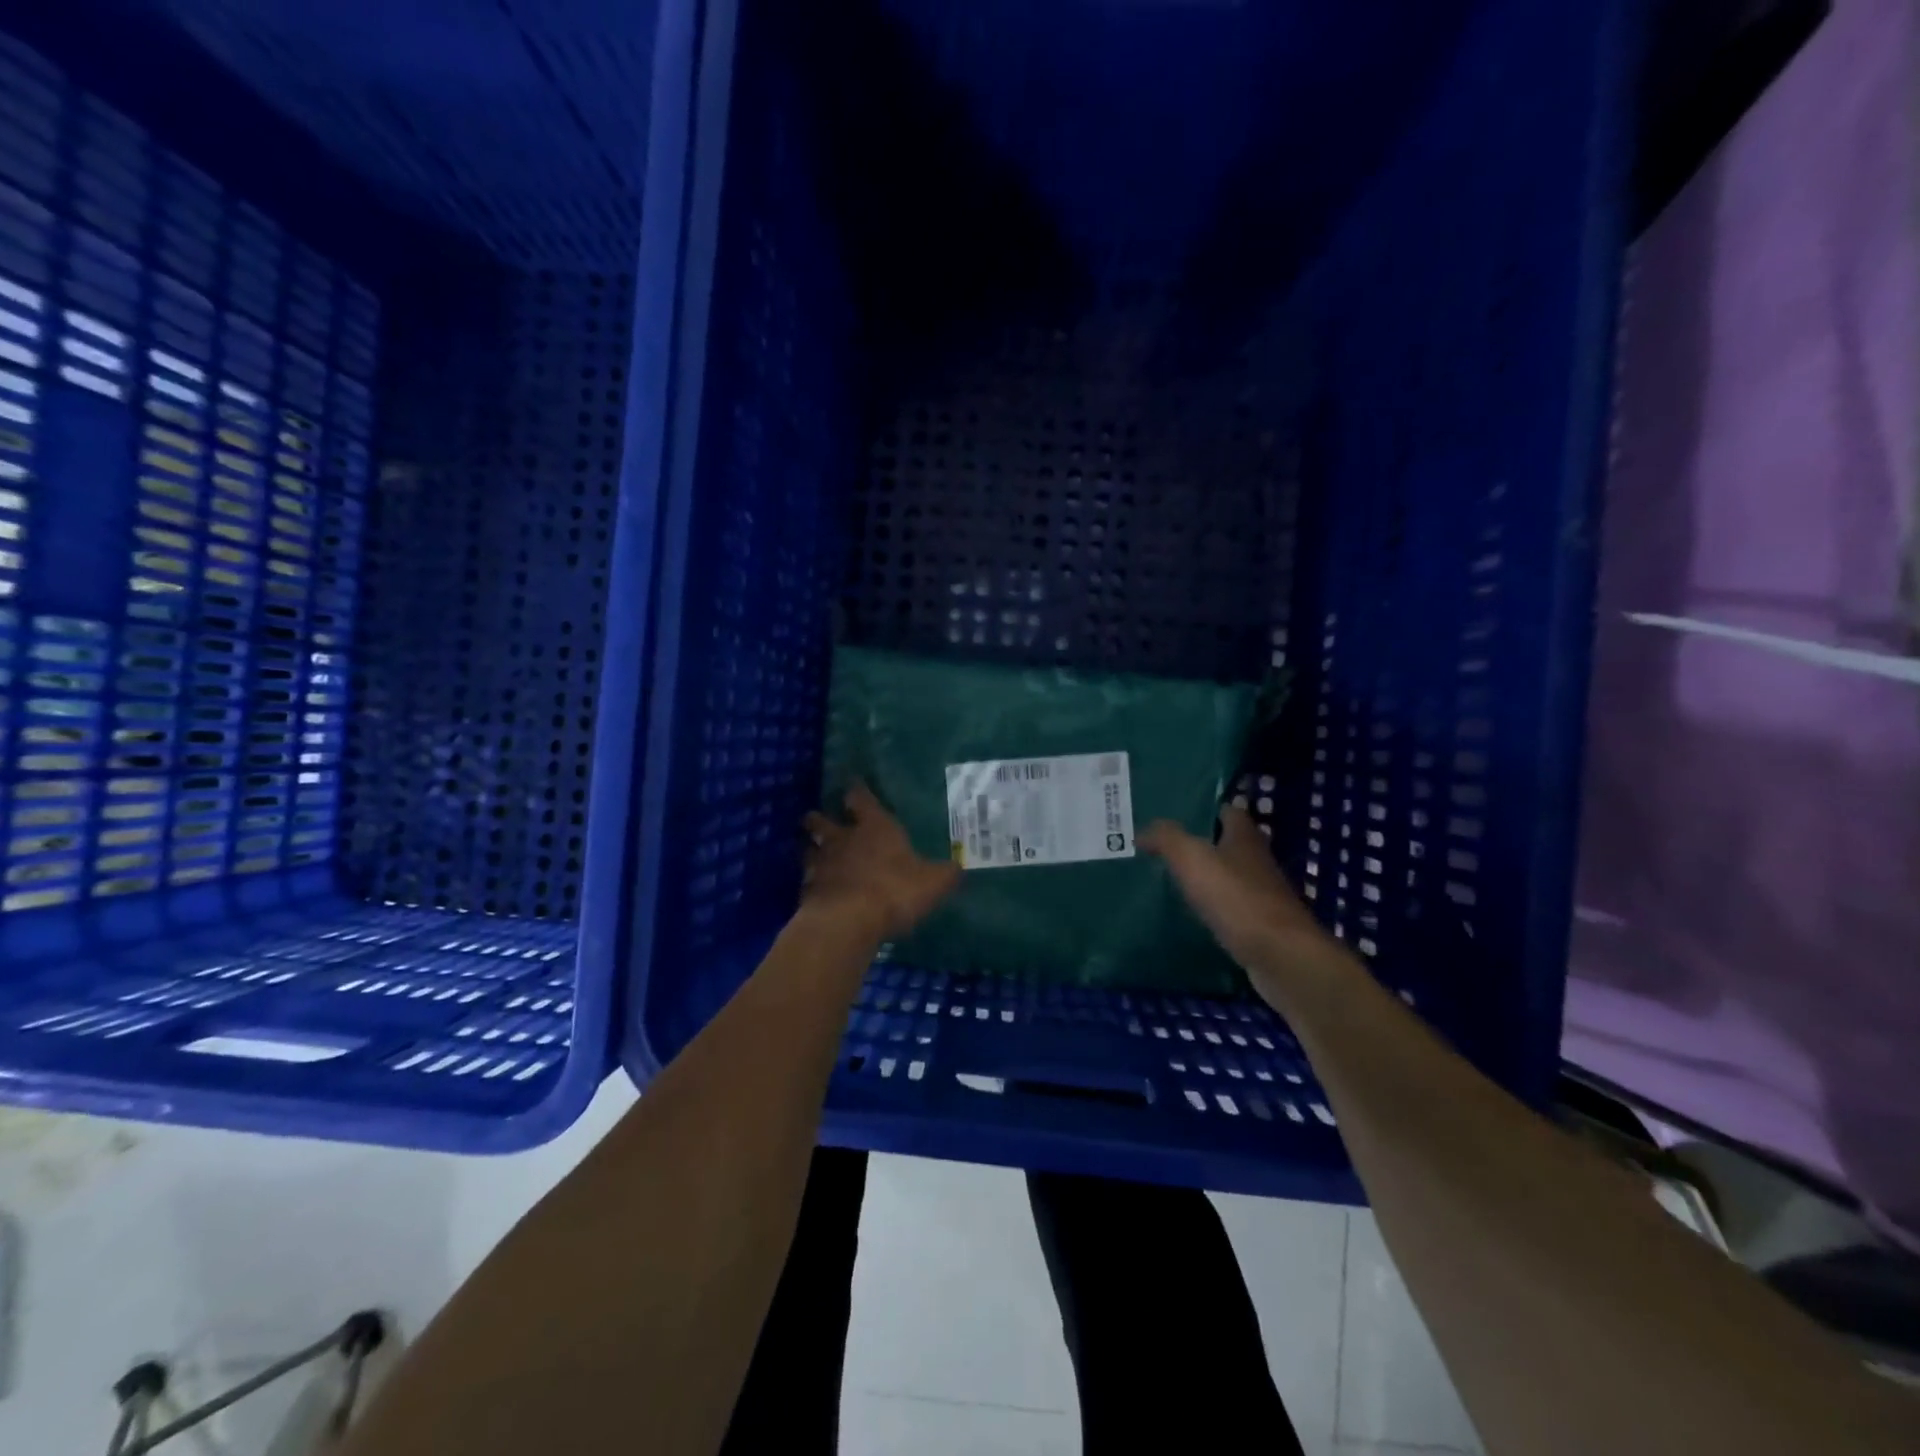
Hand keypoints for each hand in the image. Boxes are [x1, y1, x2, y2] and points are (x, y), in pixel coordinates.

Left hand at [803, 784, 960, 941]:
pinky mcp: (807, 891)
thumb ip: (945, 874)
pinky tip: (813, 889)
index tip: (852, 785)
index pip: (861, 799)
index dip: (857, 792)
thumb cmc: (895, 890)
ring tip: (811, 851)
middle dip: (819, 818)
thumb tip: (959, 867)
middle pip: (822, 821)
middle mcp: (843, 839)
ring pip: (808, 849)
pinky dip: (809, 882)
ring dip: (810, 849)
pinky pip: (806, 881)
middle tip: (816, 817)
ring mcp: (821, 864)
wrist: (848, 921)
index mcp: (875, 827)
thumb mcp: (933, 883)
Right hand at [1141, 806, 1348, 1003]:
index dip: (1207, 809)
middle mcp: (1258, 861)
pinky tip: (1194, 912)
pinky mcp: (1262, 925)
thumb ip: (1167, 838)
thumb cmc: (1236, 897)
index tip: (1179, 813)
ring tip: (1174, 878)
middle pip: (1231, 844)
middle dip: (1204, 843)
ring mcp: (1263, 894)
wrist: (1280, 955)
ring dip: (1209, 876)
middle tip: (1168, 847)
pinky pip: (1233, 907)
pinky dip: (1216, 906)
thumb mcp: (1192, 858)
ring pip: (1232, 876)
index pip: (1229, 811)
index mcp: (1245, 837)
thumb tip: (1143, 832)